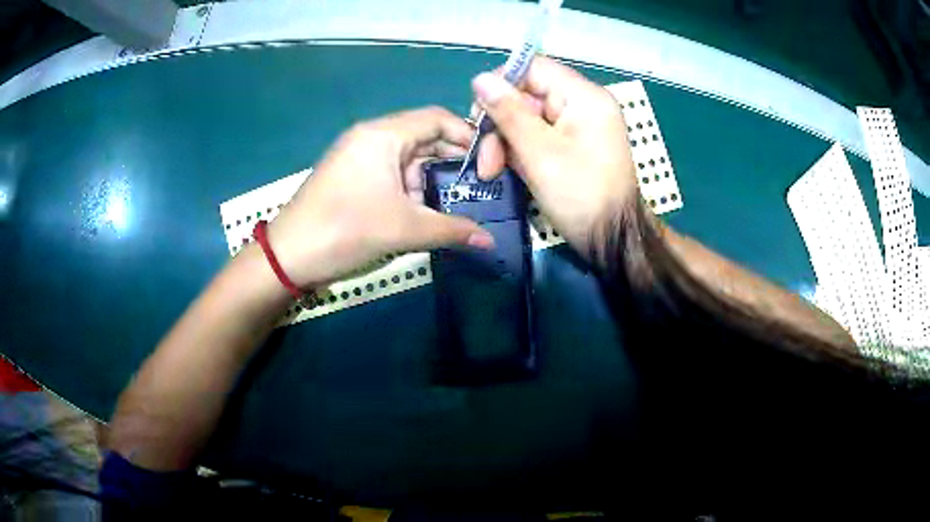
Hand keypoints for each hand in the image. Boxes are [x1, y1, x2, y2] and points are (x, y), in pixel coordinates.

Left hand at [266, 107, 494, 287]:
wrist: (288, 256)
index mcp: (384, 134)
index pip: (437, 118)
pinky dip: (408, 186)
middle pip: (423, 136)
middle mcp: (371, 136)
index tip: (490, 162)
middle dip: (451, 161)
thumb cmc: (346, 230)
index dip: (468, 136)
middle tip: (478, 186)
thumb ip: (453, 230)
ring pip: (407, 156)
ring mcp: (357, 154)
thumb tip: (490, 240)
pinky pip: (389, 170)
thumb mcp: (405, 229)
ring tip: (452, 203)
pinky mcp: (349, 174)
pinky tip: (421, 210)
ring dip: (429, 178)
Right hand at [470, 56, 637, 259]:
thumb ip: (509, 112)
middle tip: (484, 160)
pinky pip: (539, 136)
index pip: (533, 68)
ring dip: (505, 142)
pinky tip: (506, 171)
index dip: (500, 85)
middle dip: (500, 125)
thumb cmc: (580, 196)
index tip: (479, 114)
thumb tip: (480, 79)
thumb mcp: (539, 153)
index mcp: (583, 96)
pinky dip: (520, 151)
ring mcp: (579, 126)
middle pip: (526, 95)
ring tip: (490, 172)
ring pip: (528, 118)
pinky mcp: (573, 145)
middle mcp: (583, 104)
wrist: (612, 241)